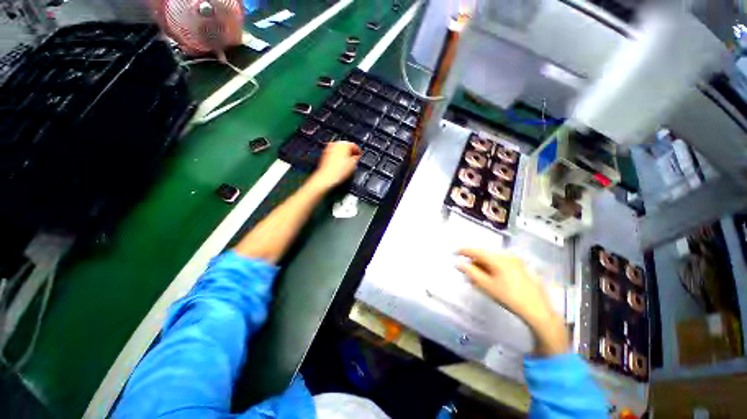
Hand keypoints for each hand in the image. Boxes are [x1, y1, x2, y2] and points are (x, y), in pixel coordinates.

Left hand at [309, 141, 361, 190]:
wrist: (326, 177)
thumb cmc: (338, 172)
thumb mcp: (353, 165)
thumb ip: (356, 158)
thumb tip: (357, 157)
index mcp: (344, 144)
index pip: (354, 145)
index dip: (358, 151)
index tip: (360, 156)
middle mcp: (335, 144)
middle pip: (346, 145)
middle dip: (351, 152)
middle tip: (355, 159)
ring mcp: (329, 149)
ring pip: (339, 149)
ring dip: (344, 154)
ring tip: (348, 162)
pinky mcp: (324, 154)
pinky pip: (334, 153)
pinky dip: (338, 156)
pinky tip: (340, 164)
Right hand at [457, 248, 567, 355]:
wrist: (537, 309)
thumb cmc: (509, 297)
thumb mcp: (487, 285)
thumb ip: (471, 272)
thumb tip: (459, 263)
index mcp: (497, 258)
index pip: (476, 251)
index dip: (464, 251)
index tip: (455, 252)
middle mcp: (506, 256)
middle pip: (484, 255)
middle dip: (474, 261)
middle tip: (466, 271)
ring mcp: (514, 261)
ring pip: (492, 259)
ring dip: (482, 266)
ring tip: (476, 277)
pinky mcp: (519, 267)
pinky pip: (500, 263)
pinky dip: (491, 268)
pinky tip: (488, 277)